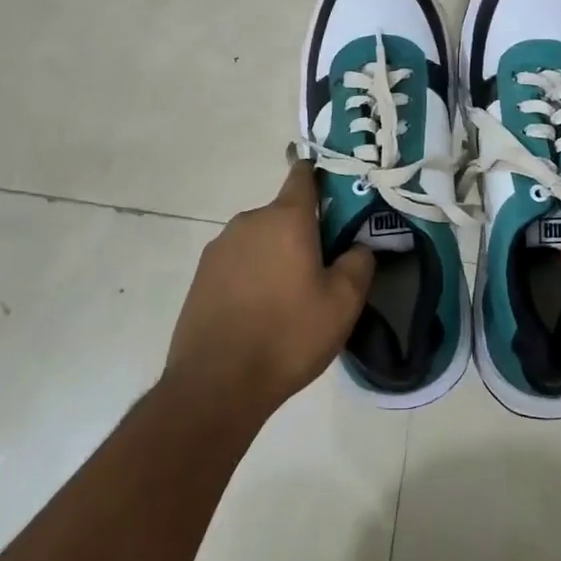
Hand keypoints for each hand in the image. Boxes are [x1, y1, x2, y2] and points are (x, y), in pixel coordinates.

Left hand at [166, 162, 375, 415]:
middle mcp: (249, 222)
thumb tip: (358, 246)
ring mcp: (220, 248)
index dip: (318, 175)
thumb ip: (359, 263)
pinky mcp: (201, 276)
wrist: (216, 385)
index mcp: (285, 219)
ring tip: (290, 298)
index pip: (302, 176)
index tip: (333, 187)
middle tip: (322, 267)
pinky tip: (260, 312)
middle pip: (283, 214)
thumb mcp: (343, 303)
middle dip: (303, 232)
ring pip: (260, 240)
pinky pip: (238, 264)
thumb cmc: (288, 336)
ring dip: (276, 256)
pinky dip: (252, 276)